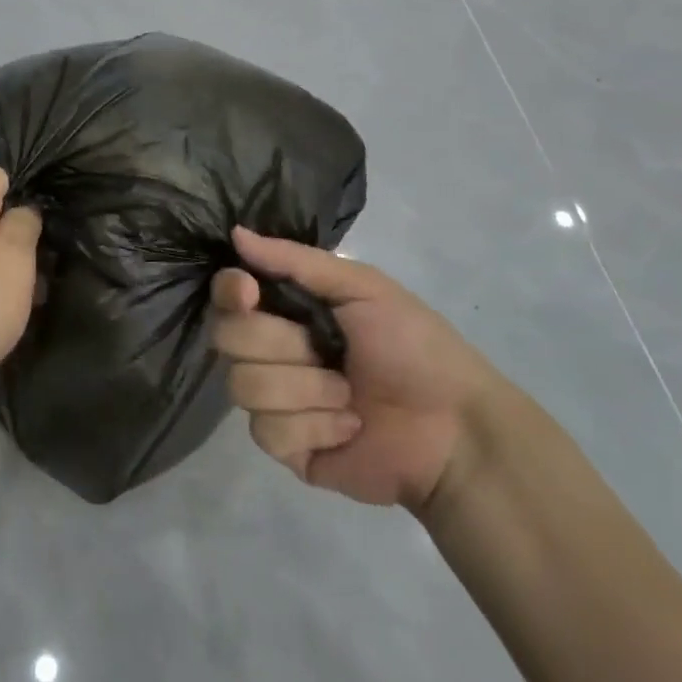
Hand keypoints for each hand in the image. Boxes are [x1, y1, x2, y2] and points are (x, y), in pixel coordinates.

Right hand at [210, 227, 496, 513]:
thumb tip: (236, 233)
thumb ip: (296, 260)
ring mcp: (275, 401)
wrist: (454, 429)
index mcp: (287, 309)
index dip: (230, 292)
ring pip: (244, 386)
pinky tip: (348, 428)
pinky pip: (267, 432)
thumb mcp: (363, 287)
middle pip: (227, 339)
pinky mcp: (285, 447)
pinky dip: (315, 427)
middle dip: (282, 345)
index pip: (228, 294)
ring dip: (306, 390)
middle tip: (326, 352)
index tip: (249, 293)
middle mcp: (271, 351)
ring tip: (349, 396)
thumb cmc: (414, 346)